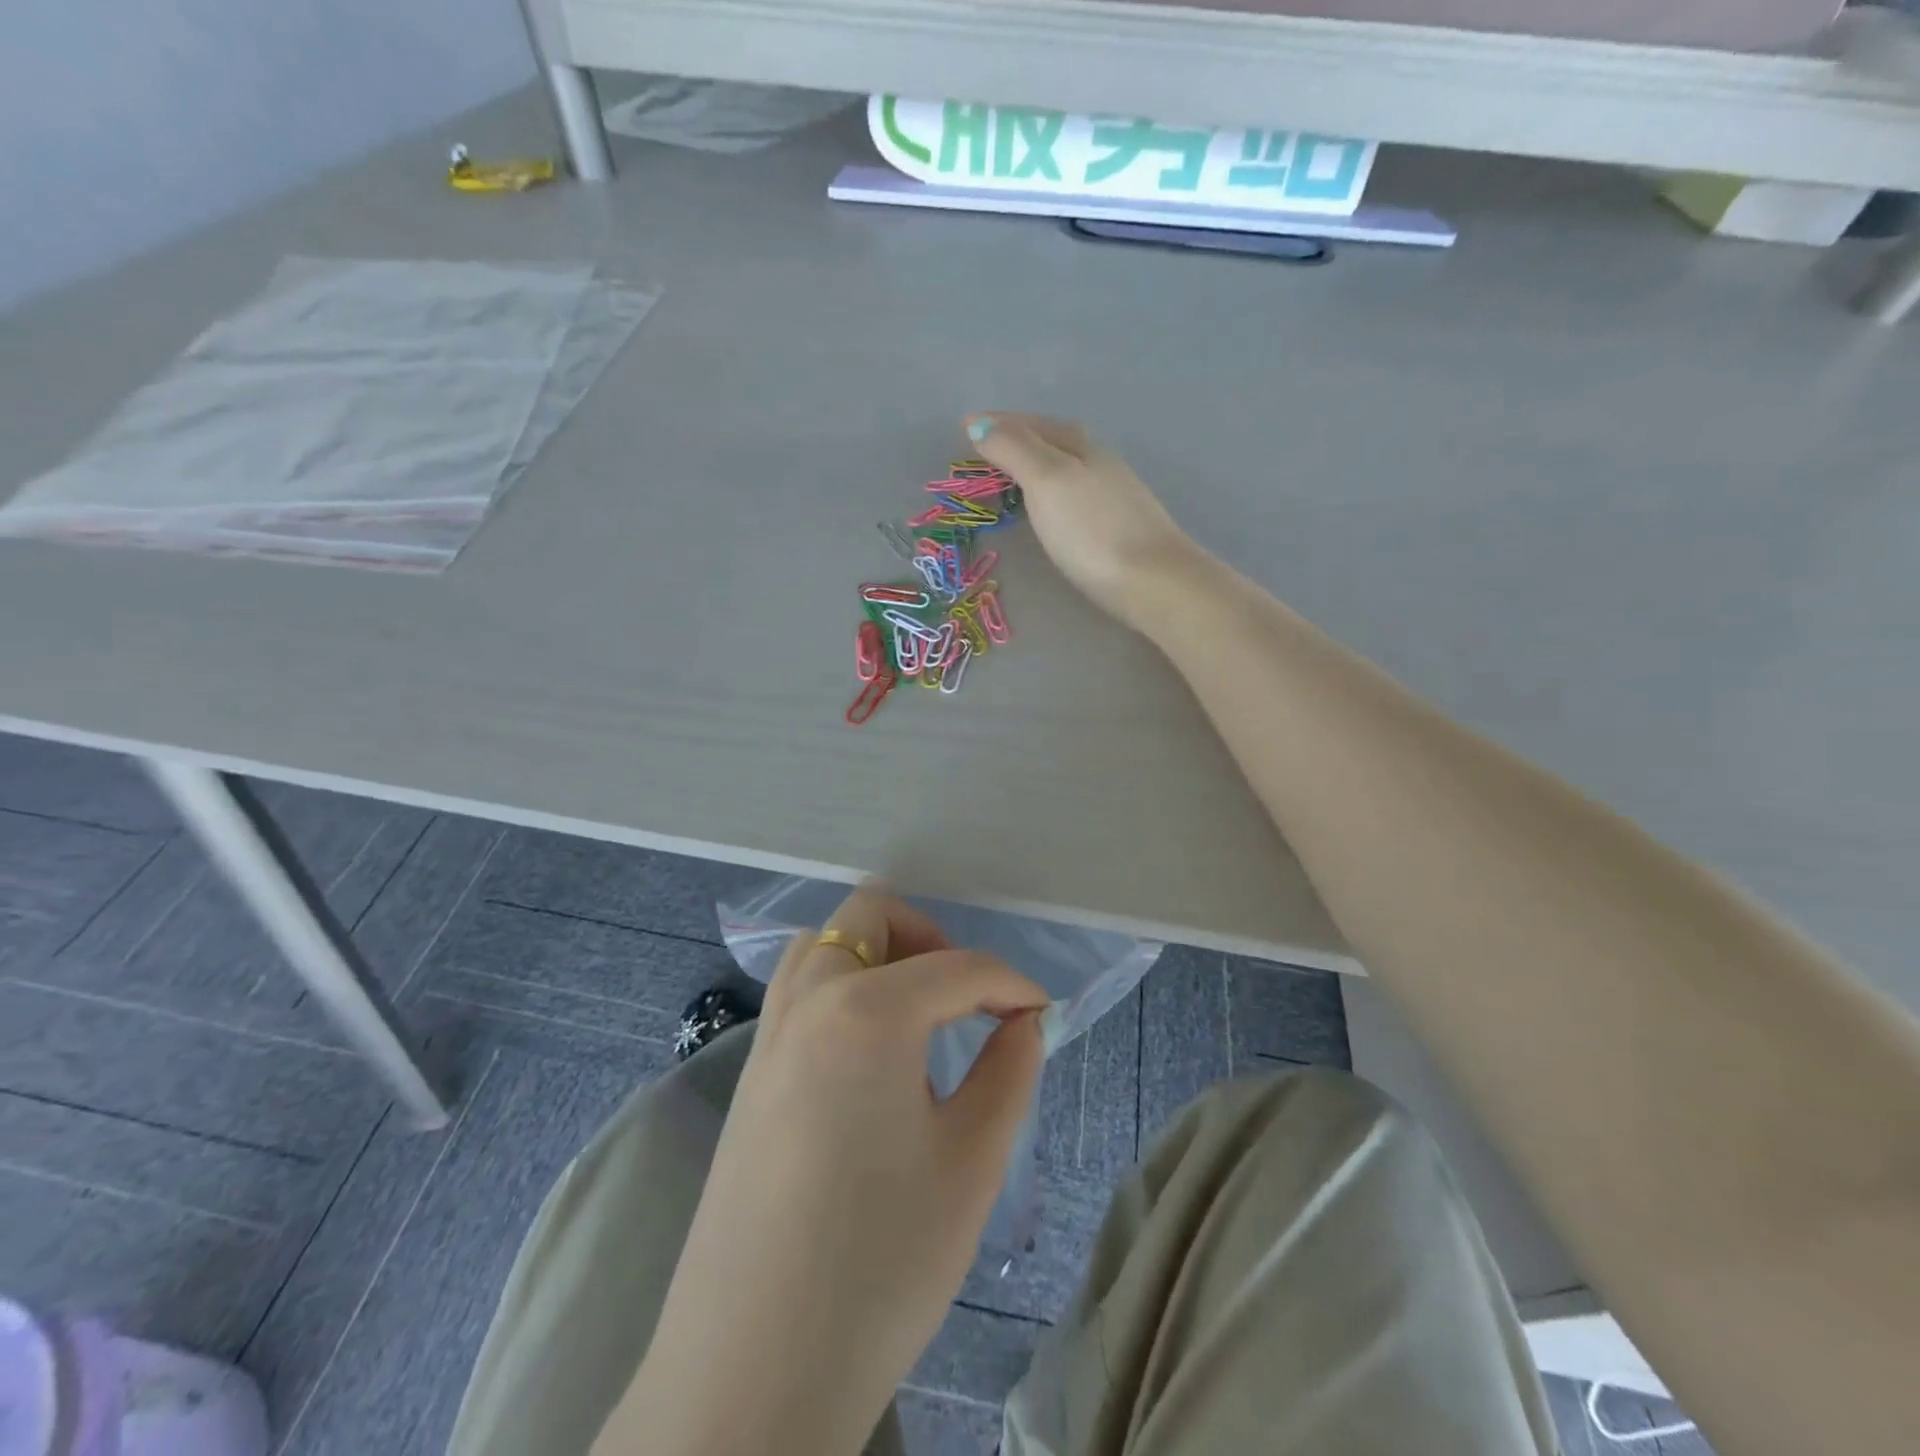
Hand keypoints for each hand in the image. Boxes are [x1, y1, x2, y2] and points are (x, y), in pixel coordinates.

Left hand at [607, 888, 1047, 1455]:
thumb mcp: (971, 1162)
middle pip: (871, 916)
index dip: (1011, 985)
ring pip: (824, 944)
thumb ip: (1008, 1071)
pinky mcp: (749, 1072)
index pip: (958, 968)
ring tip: (919, 1014)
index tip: (1042, 1015)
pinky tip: (870, 1051)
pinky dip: (842, 985)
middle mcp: (809, 1000)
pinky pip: (799, 990)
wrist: (750, 1372)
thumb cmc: (879, 1263)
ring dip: (878, 953)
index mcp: (867, 1011)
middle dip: (932, 939)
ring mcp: (768, 1033)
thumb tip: (1023, 1023)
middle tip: (967, 998)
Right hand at [964, 411, 1194, 629]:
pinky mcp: (1118, 526)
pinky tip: (1050, 508)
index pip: (1032, 423)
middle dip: (1018, 438)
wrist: (1151, 579)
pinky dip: (1052, 491)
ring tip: (1010, 476)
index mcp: (1079, 444)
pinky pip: (1074, 493)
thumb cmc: (1091, 528)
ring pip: (1066, 466)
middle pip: (1053, 439)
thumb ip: (1014, 450)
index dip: (998, 422)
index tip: (966, 425)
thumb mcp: (1046, 480)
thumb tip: (980, 424)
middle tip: (984, 448)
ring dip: (1036, 464)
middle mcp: (1099, 461)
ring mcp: (1112, 494)